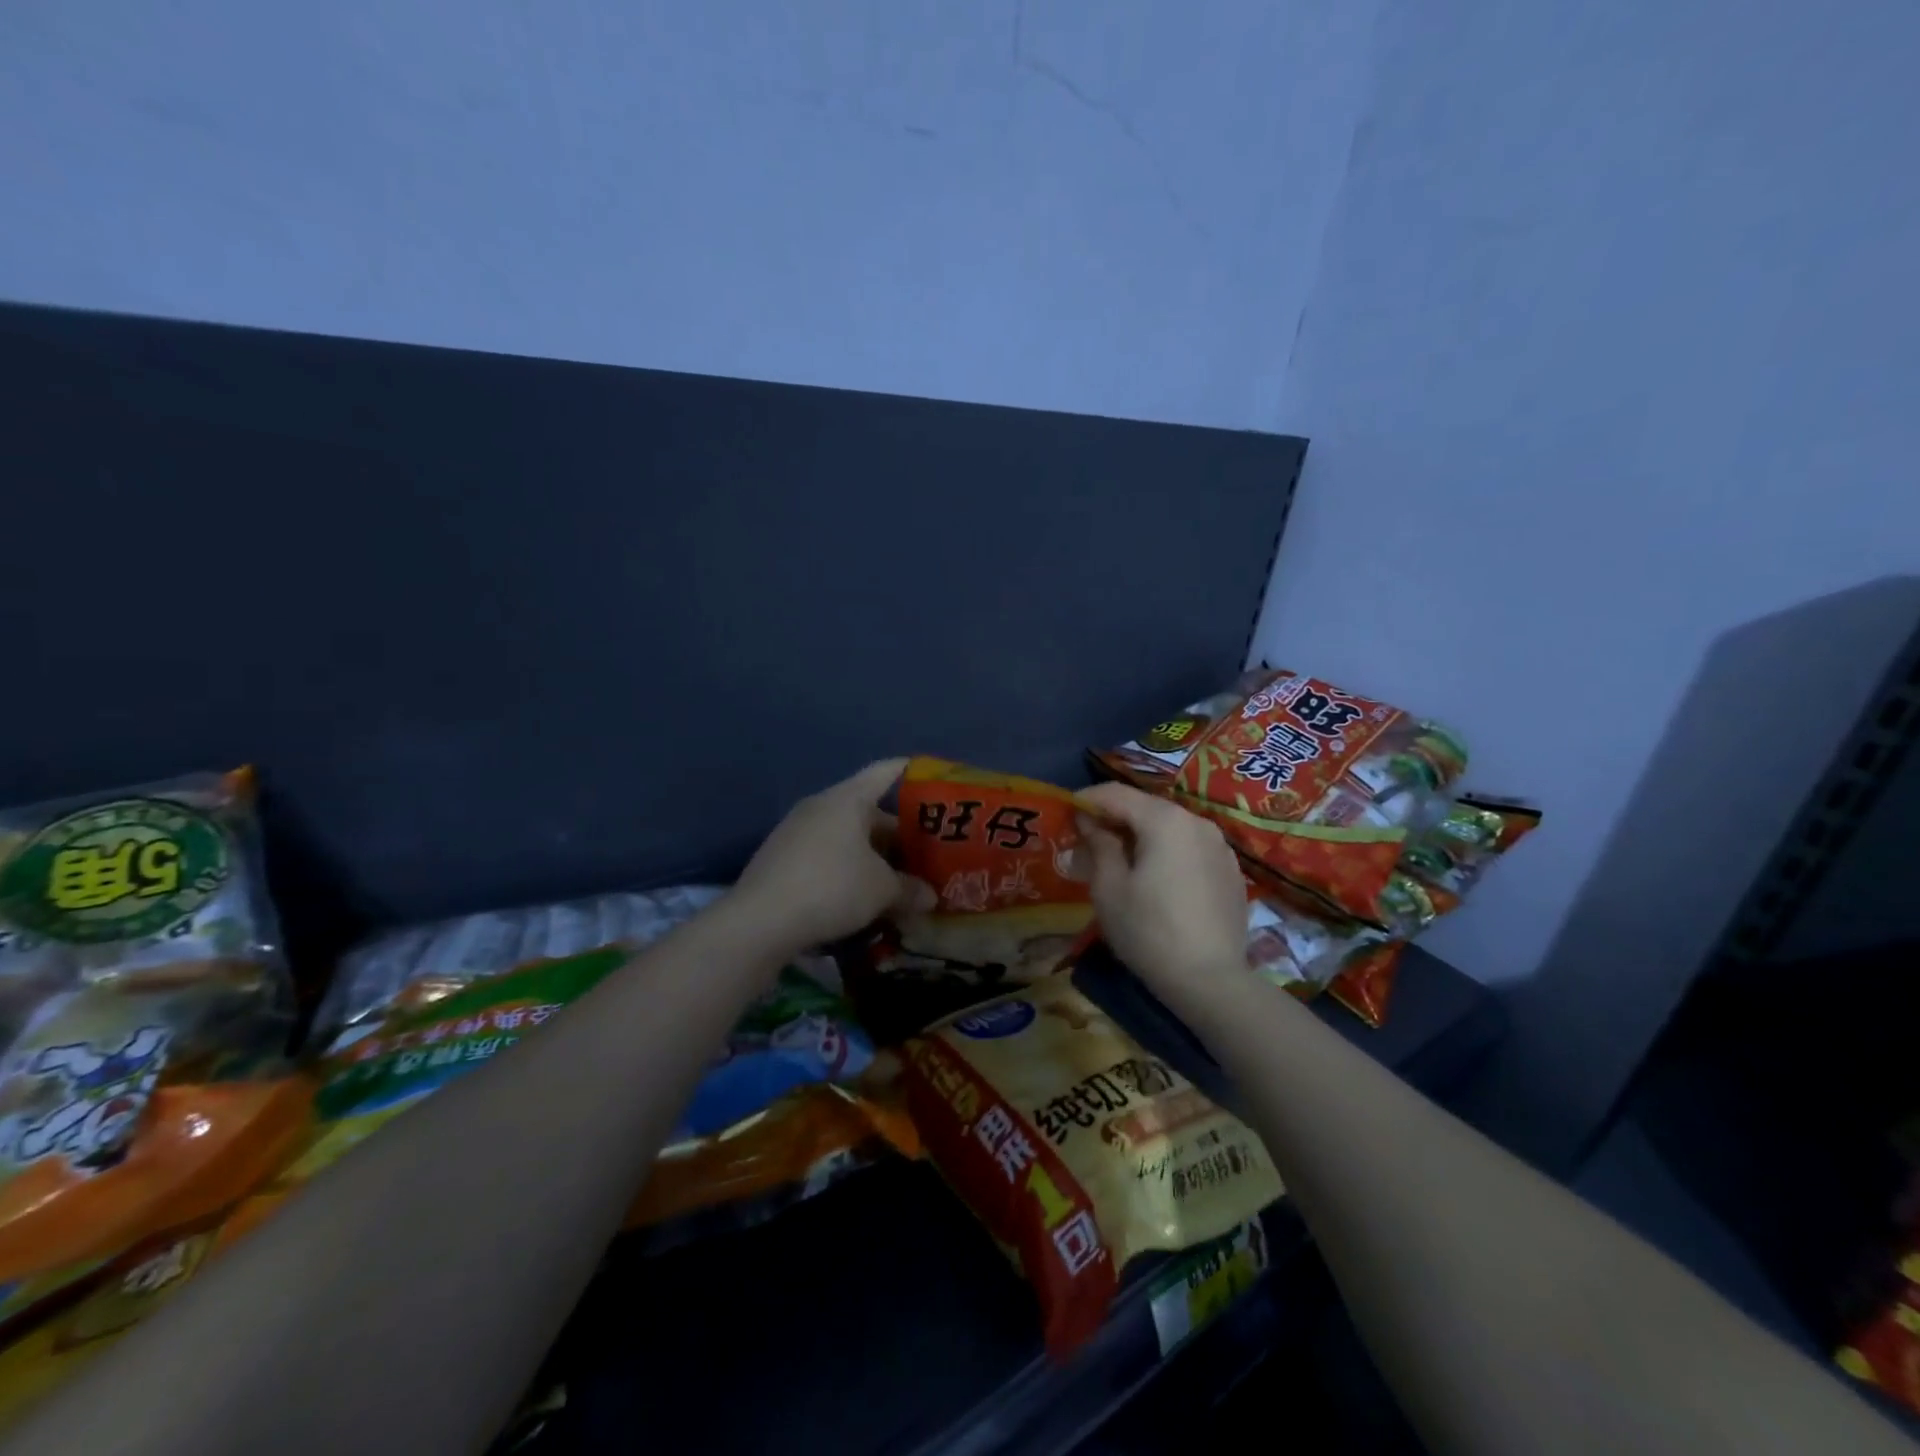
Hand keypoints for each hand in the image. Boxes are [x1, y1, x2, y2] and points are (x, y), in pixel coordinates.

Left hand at [731, 759, 931, 951]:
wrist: (760, 921)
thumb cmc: (832, 887)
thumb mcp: (882, 890)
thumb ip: (910, 889)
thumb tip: (929, 896)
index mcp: (847, 799)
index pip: (884, 773)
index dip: (910, 772)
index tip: (931, 775)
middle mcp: (820, 806)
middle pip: (867, 811)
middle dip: (896, 833)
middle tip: (924, 852)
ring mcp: (796, 832)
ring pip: (846, 837)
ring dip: (871, 856)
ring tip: (897, 878)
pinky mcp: (781, 859)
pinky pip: (825, 855)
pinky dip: (847, 869)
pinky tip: (860, 896)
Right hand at [1075, 783, 1249, 1005]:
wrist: (1211, 981)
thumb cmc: (1148, 931)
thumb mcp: (1109, 888)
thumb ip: (1099, 845)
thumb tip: (1091, 822)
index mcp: (1165, 820)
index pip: (1117, 794)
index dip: (1087, 799)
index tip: (1066, 811)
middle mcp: (1197, 822)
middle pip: (1146, 807)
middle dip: (1115, 817)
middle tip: (1088, 838)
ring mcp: (1220, 847)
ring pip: (1171, 827)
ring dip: (1142, 835)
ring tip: (1120, 858)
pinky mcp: (1230, 871)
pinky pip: (1190, 848)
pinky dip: (1167, 852)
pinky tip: (1155, 879)